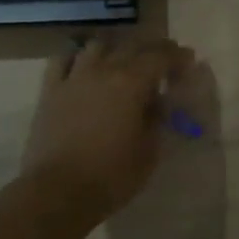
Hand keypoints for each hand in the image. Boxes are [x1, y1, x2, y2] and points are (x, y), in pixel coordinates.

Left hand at [16, 35, 195, 233]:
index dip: (178, 56)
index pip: (161, 56)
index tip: (188, 63)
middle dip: (153, 49)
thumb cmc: (111, 175)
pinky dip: (78, 57)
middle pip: (133, 45)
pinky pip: (62, 59)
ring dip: (116, 49)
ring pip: (98, 45)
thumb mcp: (150, 150)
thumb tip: (157, 103)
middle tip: (164, 62)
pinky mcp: (50, 91)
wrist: (57, 193)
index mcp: (132, 83)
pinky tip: (85, 66)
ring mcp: (74, 78)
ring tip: (123, 62)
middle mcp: (104, 70)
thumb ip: (157, 119)